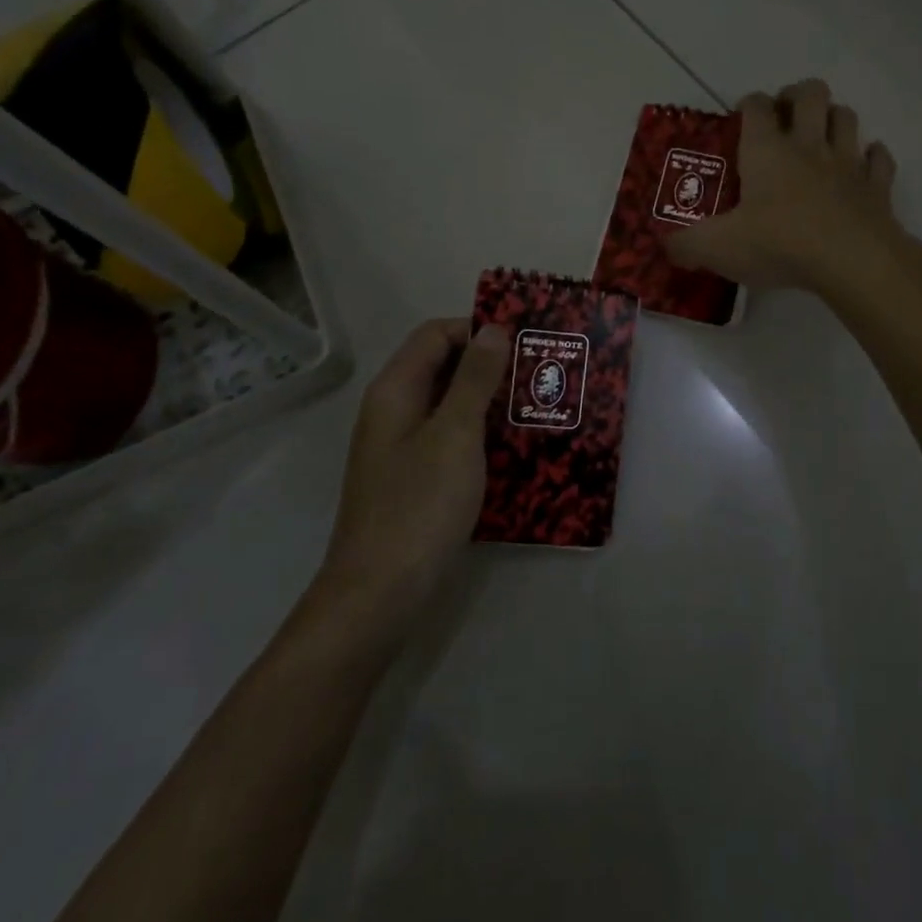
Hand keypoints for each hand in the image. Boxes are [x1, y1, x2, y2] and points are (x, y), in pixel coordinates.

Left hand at [304, 319, 510, 657]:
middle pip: (442, 367)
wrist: (380, 593)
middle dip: (490, 364)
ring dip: (490, 401)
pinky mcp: (416, 478)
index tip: (524, 341)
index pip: (435, 335)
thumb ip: (474, 379)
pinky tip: (517, 448)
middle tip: (540, 373)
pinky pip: (452, 439)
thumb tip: (494, 329)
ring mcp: (403, 447)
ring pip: (451, 405)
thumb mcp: (455, 435)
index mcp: (396, 391)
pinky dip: (482, 434)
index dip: (476, 329)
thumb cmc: (419, 506)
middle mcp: (395, 411)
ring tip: (538, 406)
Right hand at [665, 79, 907, 295]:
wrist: (852, 261)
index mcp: (767, 151)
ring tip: (822, 134)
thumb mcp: (718, 248)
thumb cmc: (780, 244)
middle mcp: (808, 146)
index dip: (748, 105)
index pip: (756, 107)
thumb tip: (665, 245)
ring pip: (847, 117)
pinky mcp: (877, 187)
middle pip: (810, 94)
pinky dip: (872, 157)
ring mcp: (848, 163)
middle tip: (786, 115)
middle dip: (797, 95)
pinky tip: (864, 165)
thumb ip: (686, 245)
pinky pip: (879, 159)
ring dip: (835, 118)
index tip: (742, 117)